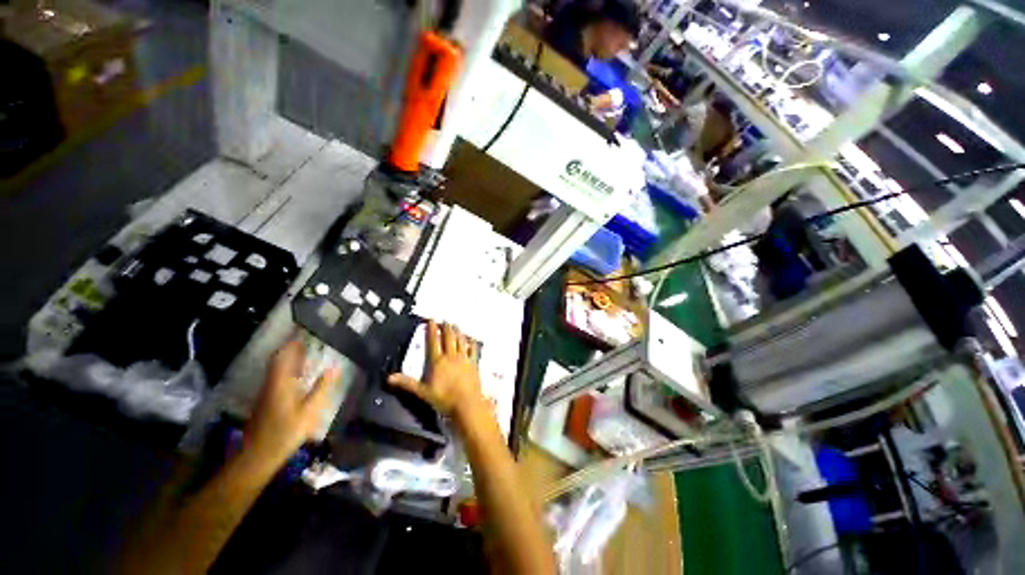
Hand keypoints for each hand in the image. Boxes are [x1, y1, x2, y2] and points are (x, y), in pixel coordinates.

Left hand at [244, 339, 339, 464]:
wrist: (258, 455)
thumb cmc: (285, 432)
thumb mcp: (309, 410)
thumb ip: (322, 388)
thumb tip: (334, 367)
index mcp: (280, 382)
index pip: (283, 356)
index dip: (291, 343)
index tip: (303, 332)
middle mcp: (271, 384)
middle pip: (278, 361)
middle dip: (291, 349)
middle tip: (308, 340)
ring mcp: (267, 393)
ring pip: (277, 370)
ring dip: (289, 359)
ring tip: (306, 353)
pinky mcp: (266, 402)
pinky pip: (278, 378)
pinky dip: (288, 371)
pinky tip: (298, 376)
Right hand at [388, 321, 486, 423]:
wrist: (466, 403)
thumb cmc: (443, 398)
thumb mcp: (422, 392)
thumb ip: (406, 383)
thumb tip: (389, 378)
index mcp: (437, 361)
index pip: (433, 341)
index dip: (432, 330)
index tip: (431, 320)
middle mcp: (451, 356)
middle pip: (448, 337)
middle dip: (446, 327)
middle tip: (445, 320)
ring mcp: (464, 358)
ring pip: (460, 340)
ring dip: (458, 331)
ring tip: (455, 325)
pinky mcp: (474, 363)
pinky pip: (473, 349)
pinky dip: (471, 342)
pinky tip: (471, 338)